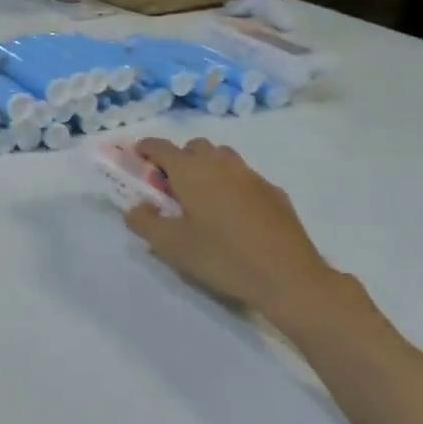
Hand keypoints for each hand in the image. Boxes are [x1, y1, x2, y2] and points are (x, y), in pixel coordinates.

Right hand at [122, 138, 378, 333]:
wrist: (287, 276)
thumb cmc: (222, 257)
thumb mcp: (172, 246)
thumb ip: (145, 222)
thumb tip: (135, 207)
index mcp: (192, 171)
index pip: (161, 147)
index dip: (144, 149)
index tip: (136, 159)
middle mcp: (221, 164)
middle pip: (194, 147)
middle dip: (178, 159)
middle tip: (170, 187)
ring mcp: (251, 176)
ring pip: (222, 158)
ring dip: (206, 168)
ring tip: (202, 199)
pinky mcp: (274, 192)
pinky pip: (244, 178)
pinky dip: (231, 185)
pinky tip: (233, 214)